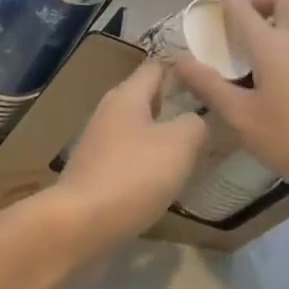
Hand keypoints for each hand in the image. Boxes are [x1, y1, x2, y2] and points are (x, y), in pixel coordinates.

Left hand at [52, 61, 207, 249]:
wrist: (80, 222)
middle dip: (173, 101)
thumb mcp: (179, 145)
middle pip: (145, 95)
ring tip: (191, 145)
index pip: (156, 66)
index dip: (182, 68)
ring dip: (160, 132)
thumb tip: (197, 119)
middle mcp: (109, 109)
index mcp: (127, 94)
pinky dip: (146, 157)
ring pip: (136, 125)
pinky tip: (163, 175)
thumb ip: (195, 124)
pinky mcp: (94, 168)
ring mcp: (98, 139)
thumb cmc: (133, 175)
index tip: (208, 78)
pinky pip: (127, 152)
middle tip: (206, 112)